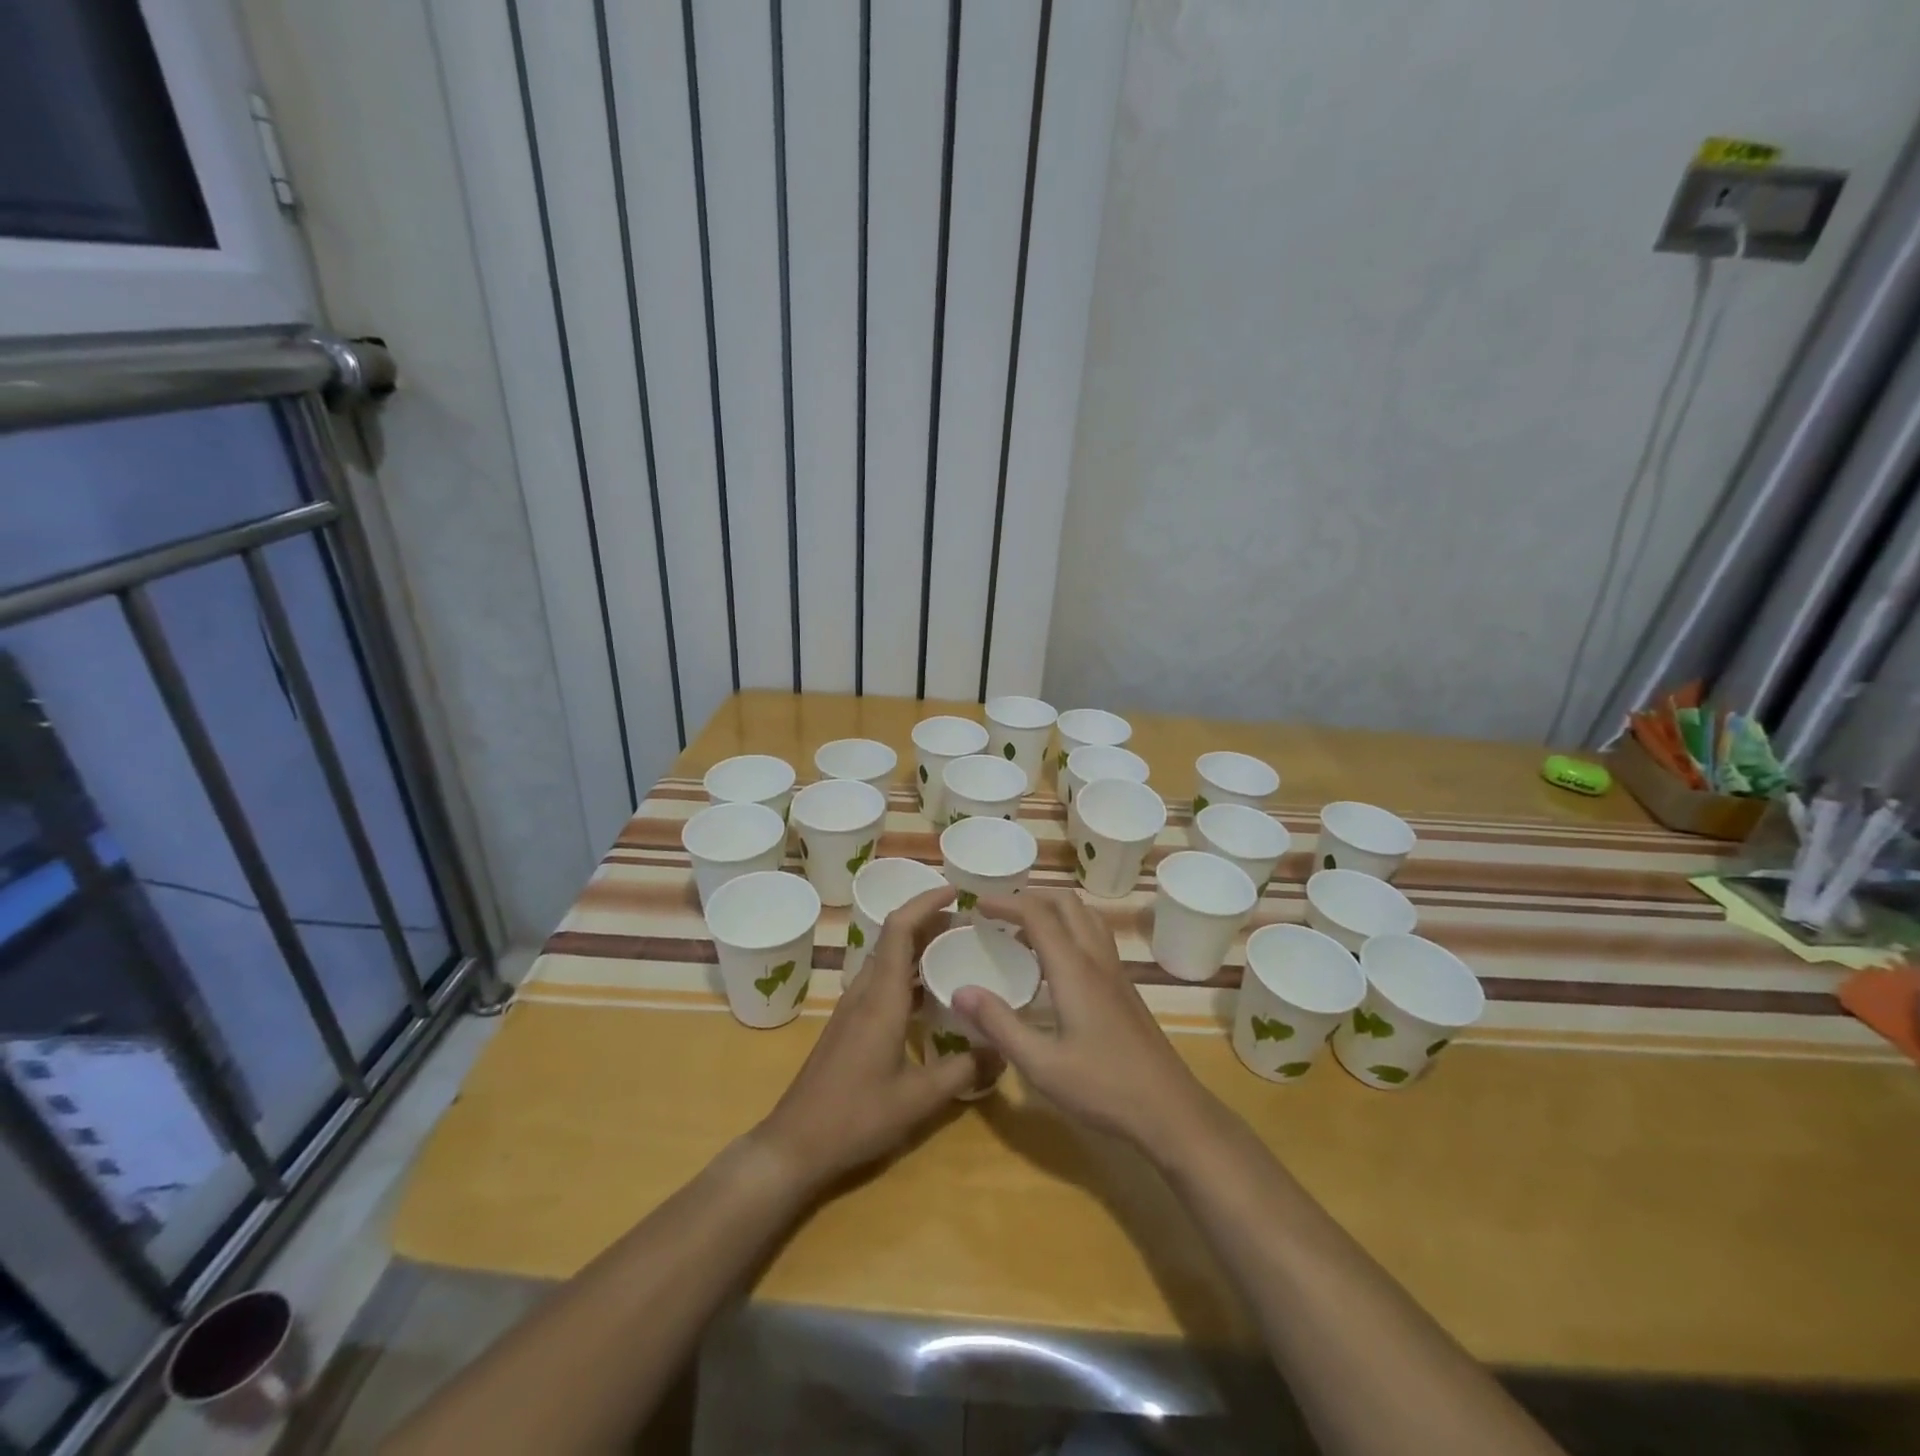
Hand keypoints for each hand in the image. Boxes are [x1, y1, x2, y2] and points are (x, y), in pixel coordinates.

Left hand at [754, 885, 991, 1190]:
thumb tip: (1003, 1049)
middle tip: (970, 923)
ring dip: (919, 947)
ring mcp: (853, 1008)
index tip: (956, 891)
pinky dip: (909, 974)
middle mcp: (865, 992)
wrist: (795, 1144)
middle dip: (930, 921)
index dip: (925, 902)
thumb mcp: (919, 1098)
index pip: (899, 929)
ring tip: (958, 951)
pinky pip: (882, 982)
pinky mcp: (849, 1024)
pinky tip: (933, 996)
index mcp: (881, 997)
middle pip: (894, 938)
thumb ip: (964, 1070)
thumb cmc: (856, 1116)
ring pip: (888, 960)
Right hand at [954, 891, 1220, 1162]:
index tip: (976, 904)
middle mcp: (1096, 960)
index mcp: (1074, 969)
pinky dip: (1070, 930)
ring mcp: (1116, 973)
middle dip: (1031, 898)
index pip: (1038, 915)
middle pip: (1066, 904)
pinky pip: (1095, 938)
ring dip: (1054, 911)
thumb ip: (1000, 1024)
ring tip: (1024, 931)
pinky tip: (1055, 964)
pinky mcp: (1125, 989)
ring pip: (1086, 917)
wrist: (1171, 1110)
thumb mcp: (1041, 1064)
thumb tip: (959, 991)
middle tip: (998, 913)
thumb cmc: (1104, 1087)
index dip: (1006, 902)